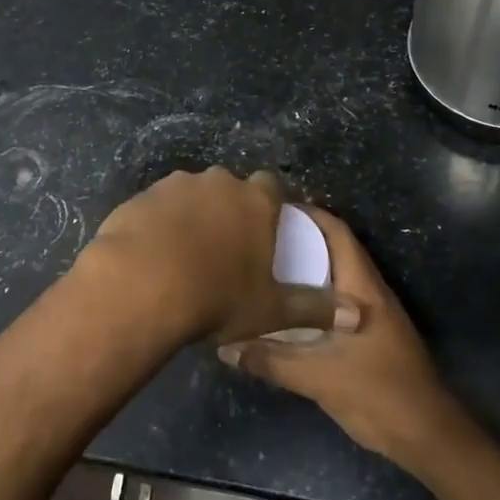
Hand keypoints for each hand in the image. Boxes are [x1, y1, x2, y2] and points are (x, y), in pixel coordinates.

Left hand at [81, 168, 360, 349]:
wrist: (142, 286)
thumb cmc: (216, 296)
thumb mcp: (270, 310)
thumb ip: (315, 309)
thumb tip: (359, 317)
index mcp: (255, 200)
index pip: (272, 186)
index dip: (270, 205)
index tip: (265, 229)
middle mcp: (217, 182)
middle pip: (230, 188)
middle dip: (229, 209)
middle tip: (225, 246)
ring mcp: (175, 185)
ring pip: (191, 194)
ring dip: (192, 214)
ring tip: (185, 253)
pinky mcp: (141, 196)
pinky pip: (157, 206)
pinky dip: (159, 223)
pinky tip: (154, 253)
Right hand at [217, 207, 468, 467]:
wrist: (428, 435)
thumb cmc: (378, 394)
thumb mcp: (318, 378)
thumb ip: (271, 360)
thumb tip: (225, 346)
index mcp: (362, 288)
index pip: (336, 233)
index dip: (308, 214)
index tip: (271, 209)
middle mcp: (369, 292)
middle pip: (334, 250)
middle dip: (299, 239)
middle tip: (258, 237)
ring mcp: (373, 314)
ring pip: (335, 277)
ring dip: (306, 268)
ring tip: (264, 267)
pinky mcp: (371, 334)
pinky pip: (336, 301)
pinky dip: (312, 296)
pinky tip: (286, 309)